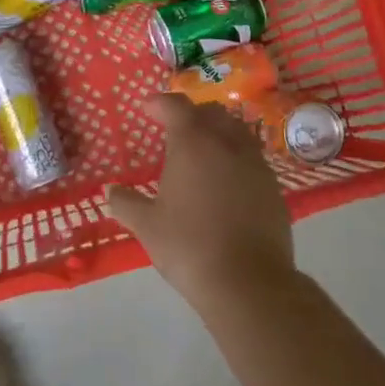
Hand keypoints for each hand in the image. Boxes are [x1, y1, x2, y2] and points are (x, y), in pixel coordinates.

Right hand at [105, 94, 294, 307]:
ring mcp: (255, 163)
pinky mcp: (274, 187)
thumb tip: (110, 191)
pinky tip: (226, 181)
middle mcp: (226, 142)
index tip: (148, 108)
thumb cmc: (189, 246)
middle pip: (211, 112)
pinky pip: (252, 158)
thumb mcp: (147, 226)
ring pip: (236, 131)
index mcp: (192, 142)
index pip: (176, 106)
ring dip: (218, 132)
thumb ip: (126, 203)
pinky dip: (236, 158)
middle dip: (192, 114)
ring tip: (203, 151)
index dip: (160, 103)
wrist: (248, 282)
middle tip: (175, 128)